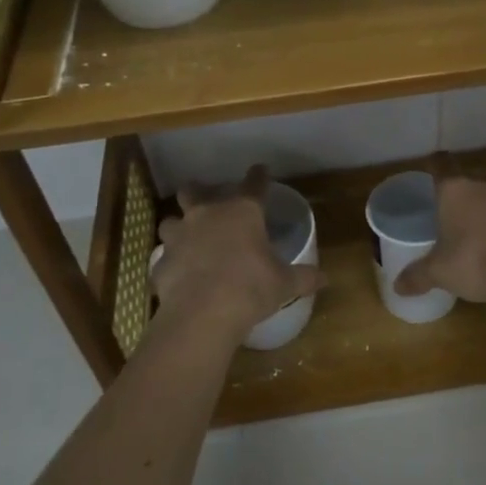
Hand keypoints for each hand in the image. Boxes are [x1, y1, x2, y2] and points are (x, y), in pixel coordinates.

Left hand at [152, 165, 325, 339]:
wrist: (202, 314)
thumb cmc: (250, 288)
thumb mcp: (283, 284)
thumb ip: (303, 277)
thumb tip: (325, 278)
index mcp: (242, 212)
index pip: (254, 184)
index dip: (259, 176)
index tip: (261, 170)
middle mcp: (206, 215)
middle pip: (194, 190)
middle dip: (198, 191)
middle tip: (205, 199)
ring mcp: (179, 237)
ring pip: (170, 221)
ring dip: (178, 227)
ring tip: (187, 238)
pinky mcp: (160, 262)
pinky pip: (164, 258)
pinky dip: (171, 264)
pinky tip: (179, 275)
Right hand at [392, 173, 485, 304]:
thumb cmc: (472, 259)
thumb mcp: (438, 271)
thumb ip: (417, 276)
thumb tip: (398, 286)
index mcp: (453, 189)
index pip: (440, 166)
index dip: (433, 170)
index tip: (427, 178)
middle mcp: (480, 187)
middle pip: (462, 187)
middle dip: (453, 203)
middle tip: (440, 222)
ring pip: (484, 203)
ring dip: (476, 217)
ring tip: (464, 240)